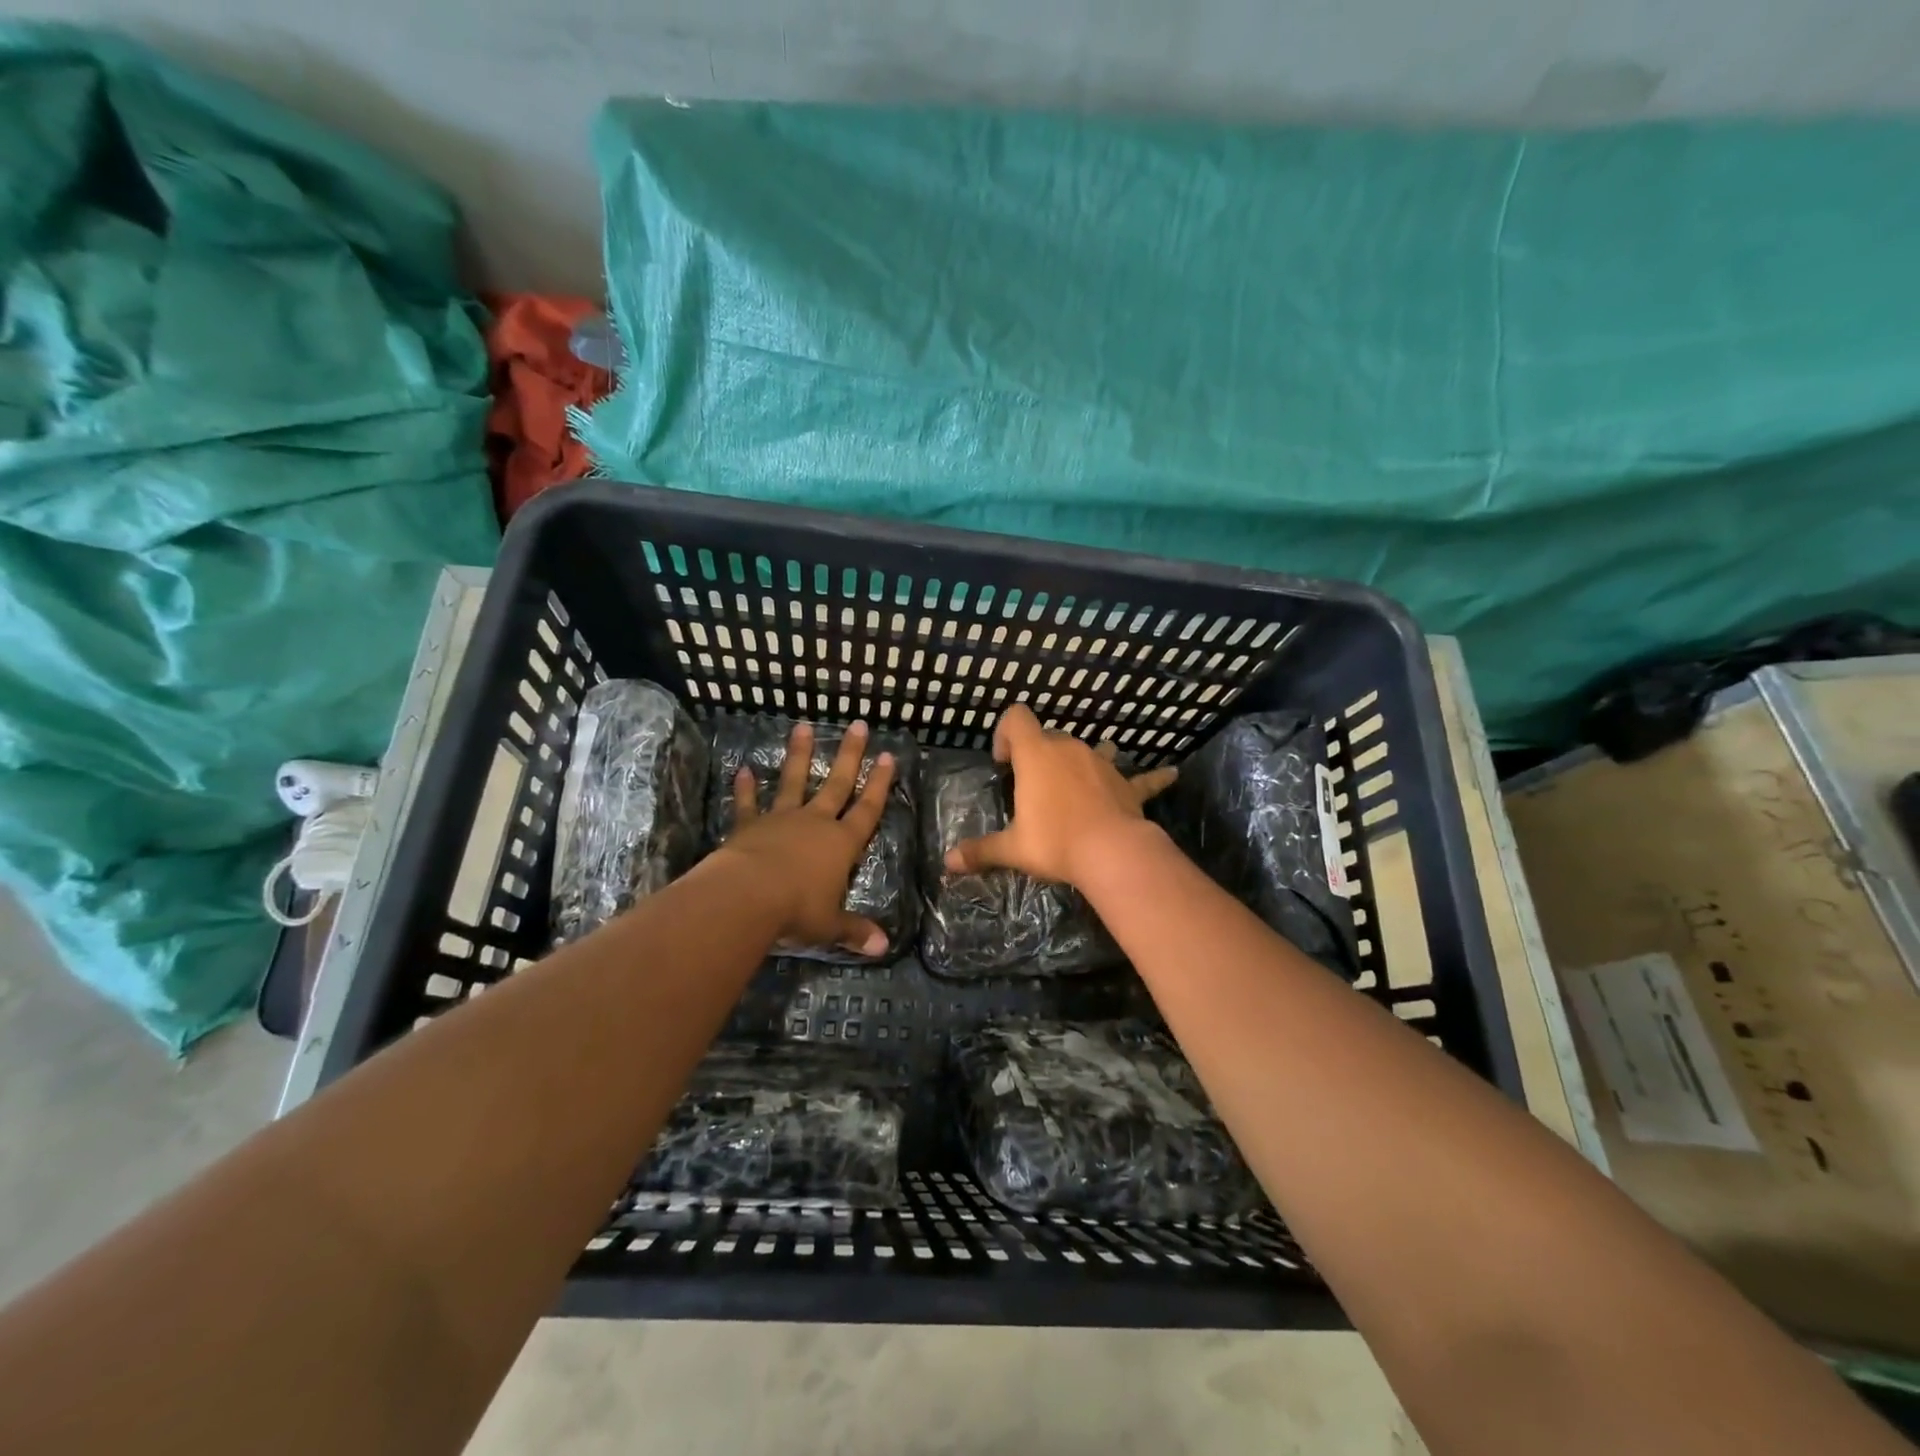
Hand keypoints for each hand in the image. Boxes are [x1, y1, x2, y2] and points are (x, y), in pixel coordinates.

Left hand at [718, 719, 896, 956]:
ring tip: (802, 726)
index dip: (879, 784)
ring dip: (798, 755)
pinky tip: (741, 769)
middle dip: (850, 755)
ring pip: (792, 781)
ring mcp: (781, 820)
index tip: (888, 757)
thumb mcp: (830, 926)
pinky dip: (745, 788)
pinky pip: (748, 804)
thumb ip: (854, 931)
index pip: (867, 809)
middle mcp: (815, 823)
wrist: (747, 897)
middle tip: (858, 726)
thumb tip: (883, 947)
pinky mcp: (749, 826)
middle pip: (836, 784)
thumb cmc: (797, 911)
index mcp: (841, 844)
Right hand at [945, 704, 1177, 885]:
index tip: (1004, 763)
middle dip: (1038, 753)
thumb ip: (980, 851)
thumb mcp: (1013, 848)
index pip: (1017, 718)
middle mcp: (1068, 749)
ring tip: (1078, 780)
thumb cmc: (1054, 842)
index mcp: (1036, 755)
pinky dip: (1153, 777)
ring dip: (1081, 761)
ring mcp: (1102, 764)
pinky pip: (1141, 778)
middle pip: (1049, 735)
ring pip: (1090, 750)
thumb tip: (948, 862)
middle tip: (1032, 786)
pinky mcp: (1128, 785)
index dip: (1006, 732)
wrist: (1111, 852)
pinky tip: (1172, 774)